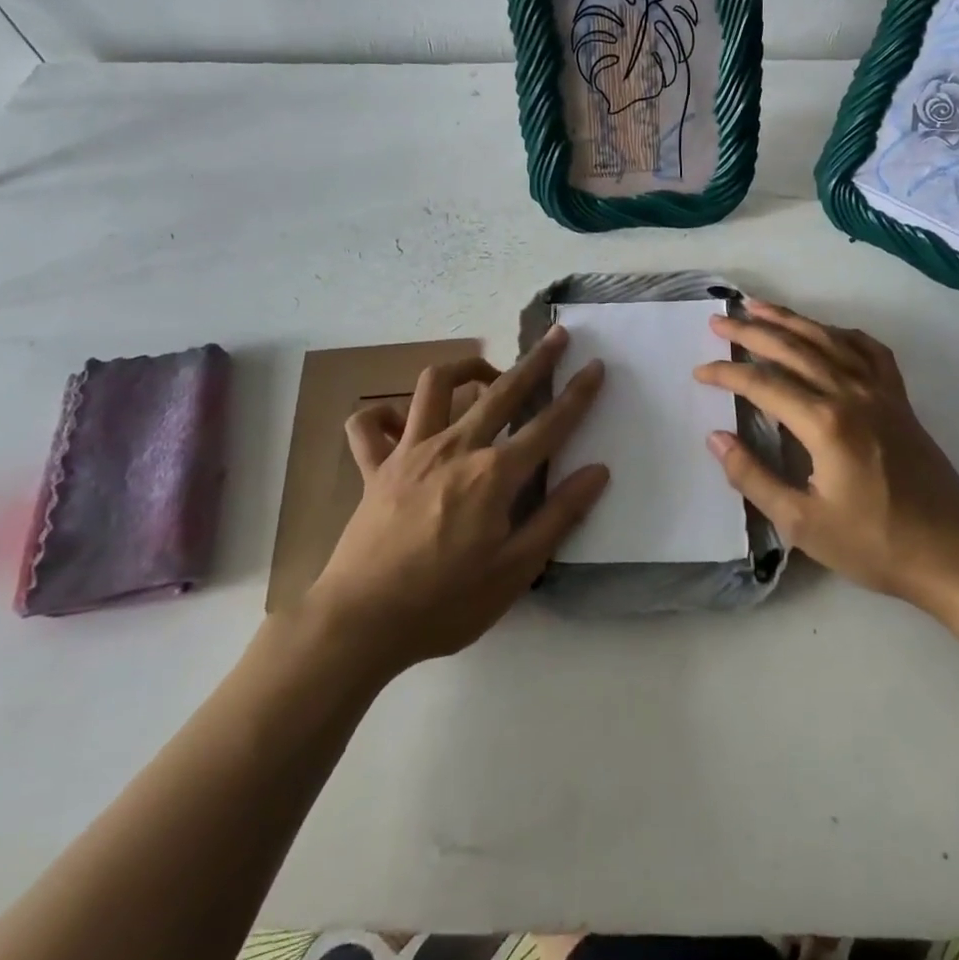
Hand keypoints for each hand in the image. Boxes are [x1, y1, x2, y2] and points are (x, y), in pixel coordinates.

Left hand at [306, 326, 607, 677]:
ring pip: (435, 385)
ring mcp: (410, 452)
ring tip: (486, 373)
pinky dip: (384, 414)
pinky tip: (402, 420)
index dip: (577, 394)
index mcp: (493, 475)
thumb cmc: (445, 603)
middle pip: (503, 391)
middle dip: (535, 360)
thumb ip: (558, 516)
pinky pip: (369, 425)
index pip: (548, 425)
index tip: (596, 366)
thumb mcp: (515, 571)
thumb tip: (598, 472)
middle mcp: (455, 448)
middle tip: (557, 336)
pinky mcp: (374, 467)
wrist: (360, 623)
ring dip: (464, 367)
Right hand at [694, 300, 958, 611]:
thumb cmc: (873, 544)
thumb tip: (716, 437)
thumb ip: (753, 477)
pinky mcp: (900, 399)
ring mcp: (881, 392)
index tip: (700, 372)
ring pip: (829, 340)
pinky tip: (827, 331)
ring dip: (791, 320)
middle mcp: (851, 393)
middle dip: (751, 331)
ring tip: (759, 306)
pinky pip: (870, 351)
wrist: (951, 552)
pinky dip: (843, 334)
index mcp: (825, 423)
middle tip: (719, 320)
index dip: (727, 373)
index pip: (763, 384)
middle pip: (793, 349)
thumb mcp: (802, 523)